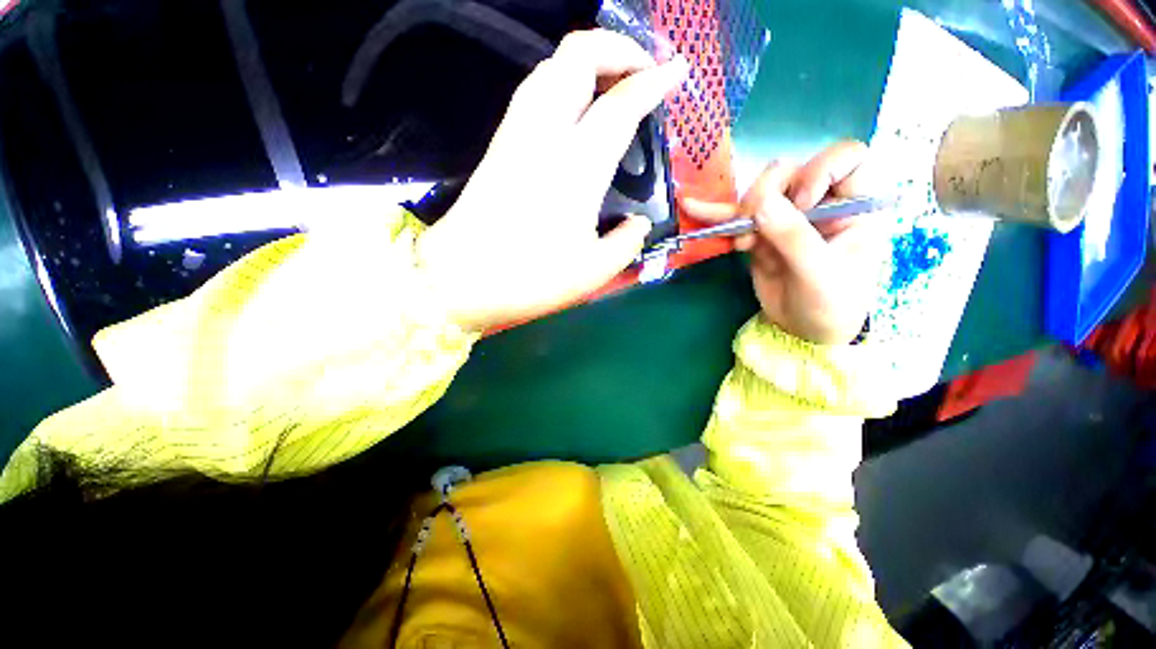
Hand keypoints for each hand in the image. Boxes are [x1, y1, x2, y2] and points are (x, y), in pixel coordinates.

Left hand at [416, 30, 688, 331]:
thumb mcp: (593, 272)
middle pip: (576, 57)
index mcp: (576, 167)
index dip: (653, 81)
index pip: (620, 104)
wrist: (460, 279)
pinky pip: (533, 92)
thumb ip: (626, 243)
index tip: (677, 70)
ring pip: (550, 68)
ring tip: (612, 81)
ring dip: (587, 60)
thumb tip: (638, 224)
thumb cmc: (529, 279)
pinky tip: (574, 108)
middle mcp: (544, 136)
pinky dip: (561, 81)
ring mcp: (515, 136)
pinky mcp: (499, 146)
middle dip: (617, 48)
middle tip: (643, 70)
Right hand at [683, 141, 886, 344]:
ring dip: (741, 212)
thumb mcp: (819, 273)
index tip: (802, 203)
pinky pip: (738, 219)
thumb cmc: (831, 304)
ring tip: (740, 242)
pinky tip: (693, 207)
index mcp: (855, 205)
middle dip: (767, 194)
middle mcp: (821, 204)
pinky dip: (716, 216)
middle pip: (791, 173)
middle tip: (754, 225)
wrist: (805, 332)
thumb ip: (793, 237)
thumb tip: (760, 202)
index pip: (847, 159)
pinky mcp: (760, 235)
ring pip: (760, 194)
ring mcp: (787, 219)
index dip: (820, 170)